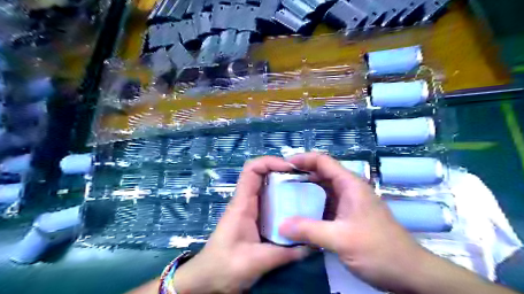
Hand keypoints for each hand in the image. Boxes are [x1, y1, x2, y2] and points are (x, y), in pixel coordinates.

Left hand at [172, 155, 310, 292]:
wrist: (208, 279)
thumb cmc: (225, 266)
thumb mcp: (256, 261)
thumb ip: (285, 253)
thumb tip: (312, 244)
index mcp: (242, 204)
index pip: (252, 169)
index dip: (270, 162)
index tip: (291, 168)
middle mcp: (246, 202)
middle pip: (263, 175)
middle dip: (283, 172)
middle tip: (306, 179)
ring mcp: (251, 210)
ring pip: (268, 187)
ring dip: (285, 185)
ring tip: (306, 191)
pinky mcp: (255, 220)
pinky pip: (271, 202)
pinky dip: (284, 200)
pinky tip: (297, 210)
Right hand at [280, 153, 427, 292]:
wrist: (408, 273)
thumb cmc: (379, 250)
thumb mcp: (341, 239)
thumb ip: (309, 230)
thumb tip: (281, 225)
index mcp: (350, 185)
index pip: (323, 161)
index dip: (302, 159)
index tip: (283, 165)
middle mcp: (349, 189)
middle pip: (321, 173)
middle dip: (300, 175)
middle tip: (279, 182)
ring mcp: (349, 203)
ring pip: (323, 190)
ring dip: (305, 191)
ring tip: (285, 196)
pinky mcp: (348, 216)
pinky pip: (326, 204)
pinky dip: (312, 206)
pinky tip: (300, 214)